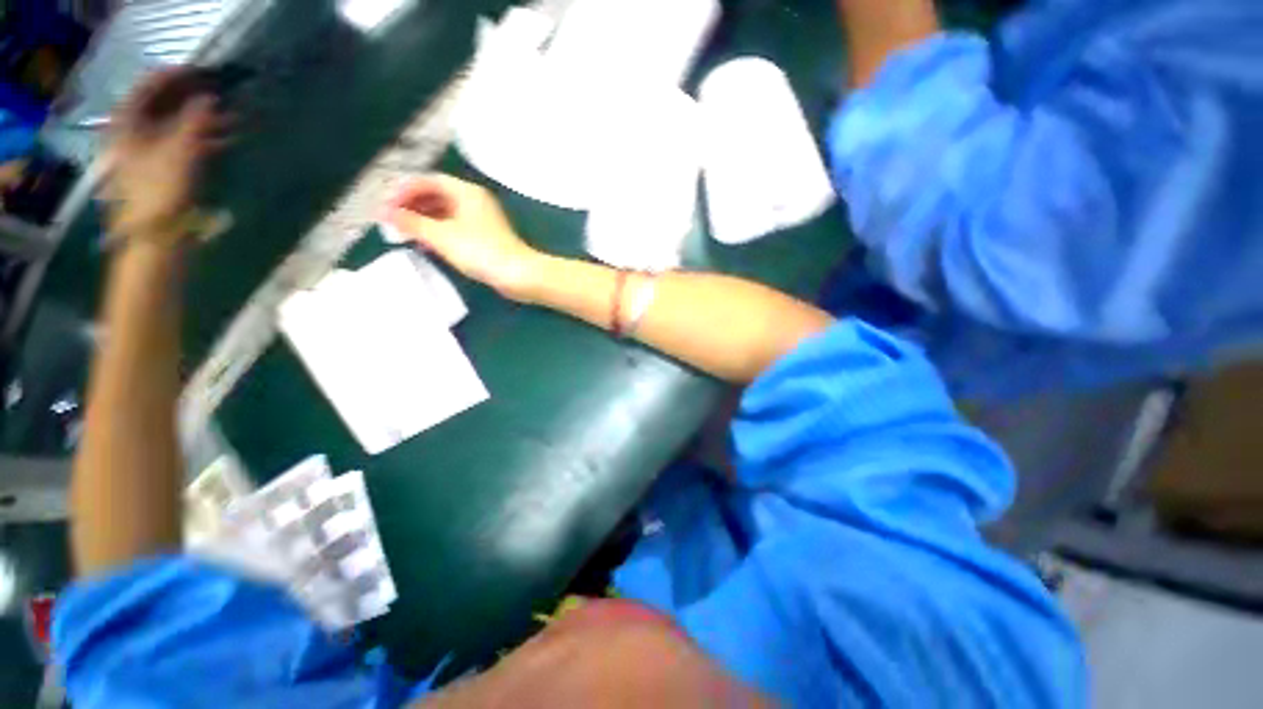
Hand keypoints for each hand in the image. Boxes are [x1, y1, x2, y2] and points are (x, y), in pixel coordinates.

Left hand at [102, 68, 231, 237]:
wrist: (154, 236)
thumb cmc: (161, 191)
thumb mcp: (180, 151)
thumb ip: (195, 121)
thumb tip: (209, 97)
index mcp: (127, 124)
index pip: (148, 86)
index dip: (174, 76)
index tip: (202, 70)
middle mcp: (133, 133)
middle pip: (161, 105)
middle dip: (191, 98)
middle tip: (219, 92)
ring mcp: (146, 153)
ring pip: (175, 126)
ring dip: (202, 121)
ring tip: (231, 118)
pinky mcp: (160, 170)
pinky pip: (181, 144)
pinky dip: (201, 140)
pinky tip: (224, 141)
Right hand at [385, 174, 545, 300]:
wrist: (519, 275)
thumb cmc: (481, 251)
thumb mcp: (442, 236)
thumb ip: (412, 223)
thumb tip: (384, 212)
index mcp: (466, 192)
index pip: (428, 180)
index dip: (404, 190)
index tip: (386, 206)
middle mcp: (475, 201)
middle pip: (437, 195)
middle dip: (412, 205)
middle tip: (391, 220)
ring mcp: (482, 220)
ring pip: (446, 213)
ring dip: (424, 220)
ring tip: (404, 233)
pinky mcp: (486, 237)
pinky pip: (456, 227)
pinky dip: (439, 232)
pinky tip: (427, 244)